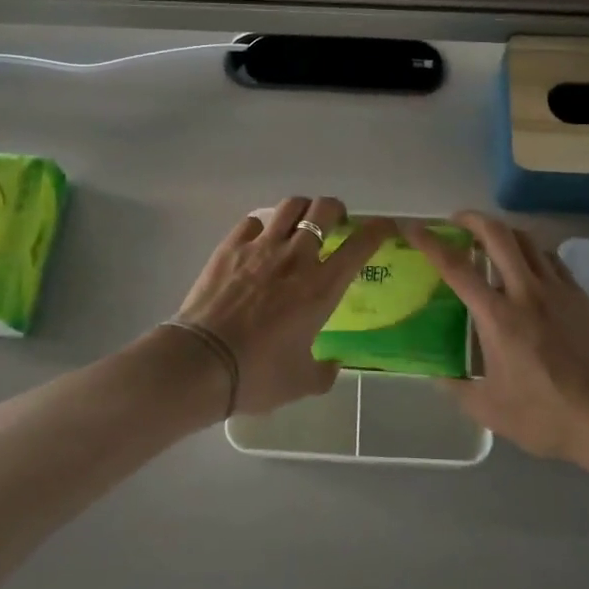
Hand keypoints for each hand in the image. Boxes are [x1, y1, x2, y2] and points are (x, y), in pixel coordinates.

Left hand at [174, 197, 395, 416]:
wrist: (202, 362)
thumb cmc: (258, 374)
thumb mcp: (301, 383)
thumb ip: (324, 372)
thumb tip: (333, 365)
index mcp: (321, 287)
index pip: (360, 245)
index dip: (378, 229)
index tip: (385, 227)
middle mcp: (296, 258)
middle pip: (324, 209)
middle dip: (336, 210)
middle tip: (335, 224)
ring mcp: (261, 247)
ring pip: (291, 206)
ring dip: (302, 210)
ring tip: (299, 223)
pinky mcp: (231, 246)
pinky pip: (253, 220)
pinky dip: (263, 226)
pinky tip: (259, 240)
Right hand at [408, 212, 588, 464]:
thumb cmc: (546, 416)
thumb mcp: (489, 410)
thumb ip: (456, 388)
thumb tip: (436, 373)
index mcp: (498, 317)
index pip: (456, 267)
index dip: (430, 243)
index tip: (414, 229)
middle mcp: (526, 292)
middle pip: (498, 234)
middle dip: (472, 219)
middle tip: (456, 222)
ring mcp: (557, 290)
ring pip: (527, 240)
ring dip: (503, 233)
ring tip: (490, 241)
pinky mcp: (580, 297)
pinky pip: (551, 260)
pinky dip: (532, 253)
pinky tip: (528, 267)